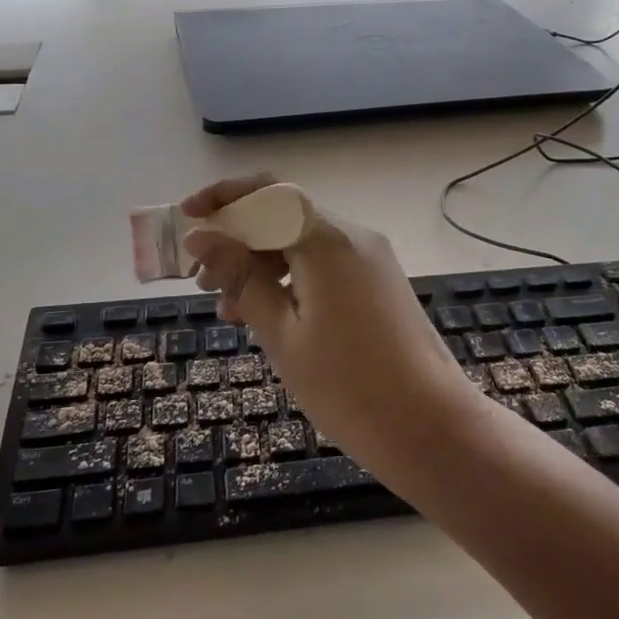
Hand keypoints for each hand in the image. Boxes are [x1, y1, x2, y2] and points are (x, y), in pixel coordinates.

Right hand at [181, 175, 475, 452]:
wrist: (431, 426)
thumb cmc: (348, 386)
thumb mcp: (282, 333)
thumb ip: (242, 278)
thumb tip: (203, 238)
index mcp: (327, 240)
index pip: (268, 192)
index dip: (224, 197)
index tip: (187, 218)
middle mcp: (352, 236)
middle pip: (284, 216)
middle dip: (238, 239)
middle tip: (202, 282)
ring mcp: (370, 258)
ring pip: (302, 242)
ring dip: (261, 263)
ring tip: (229, 310)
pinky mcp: (378, 281)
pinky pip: (324, 263)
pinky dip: (290, 278)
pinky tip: (268, 315)